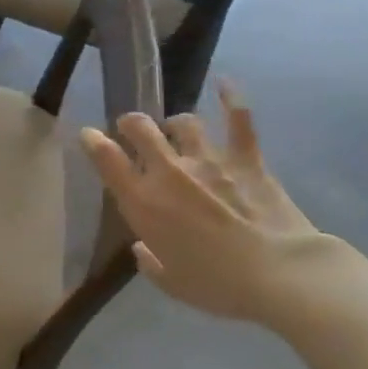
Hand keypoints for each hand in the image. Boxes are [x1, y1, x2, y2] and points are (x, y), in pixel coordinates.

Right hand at [80, 82, 329, 324]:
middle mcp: (169, 172)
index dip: (93, 142)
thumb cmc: (218, 285)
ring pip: (183, 123)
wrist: (279, 274)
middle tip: (131, 129)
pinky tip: (225, 83)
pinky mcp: (246, 159)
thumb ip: (150, 262)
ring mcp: (209, 160)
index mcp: (143, 203)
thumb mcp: (171, 283)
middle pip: (140, 129)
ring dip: (174, 122)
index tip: (88, 135)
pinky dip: (232, 99)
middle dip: (130, 124)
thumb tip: (144, 247)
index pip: (107, 160)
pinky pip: (239, 120)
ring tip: (175, 127)